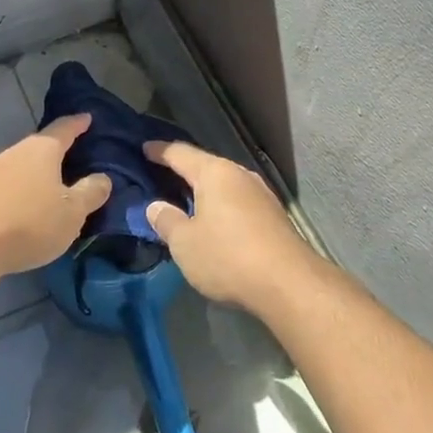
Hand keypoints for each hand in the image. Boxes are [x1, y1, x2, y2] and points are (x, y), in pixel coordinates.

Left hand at [0, 114, 110, 283]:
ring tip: (52, 185)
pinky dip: (21, 188)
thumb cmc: (29, 223)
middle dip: (58, 150)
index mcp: (42, 149)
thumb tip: (102, 178)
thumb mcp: (72, 212)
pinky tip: (26, 205)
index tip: (87, 118)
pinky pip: (8, 183)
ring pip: (23, 165)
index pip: (65, 128)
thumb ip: (91, 192)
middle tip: (75, 156)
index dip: (78, 123)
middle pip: (41, 145)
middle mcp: (16, 152)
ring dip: (38, 172)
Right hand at [145, 141, 312, 311]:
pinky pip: (237, 200)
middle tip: (160, 175)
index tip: (144, 148)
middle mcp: (239, 174)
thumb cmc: (227, 256)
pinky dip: (220, 205)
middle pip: (205, 165)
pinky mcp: (273, 215)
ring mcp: (260, 193)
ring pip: (224, 184)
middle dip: (183, 170)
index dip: (160, 151)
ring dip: (204, 190)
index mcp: (215, 172)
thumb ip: (166, 220)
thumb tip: (155, 206)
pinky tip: (213, 220)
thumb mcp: (184, 243)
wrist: (288, 283)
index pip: (180, 153)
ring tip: (184, 198)